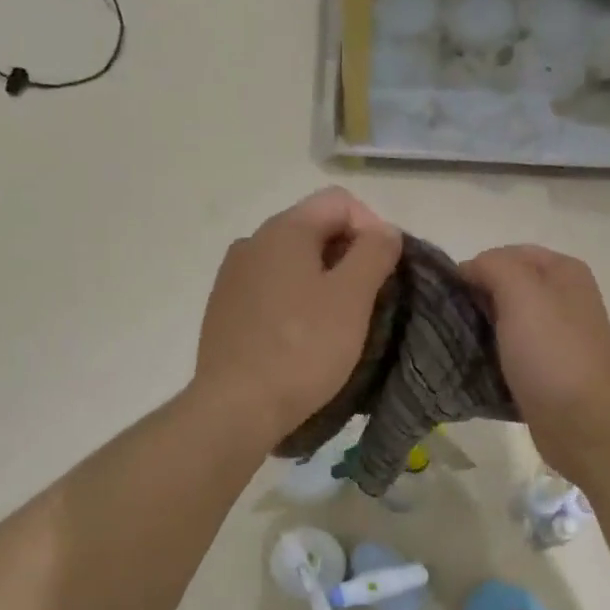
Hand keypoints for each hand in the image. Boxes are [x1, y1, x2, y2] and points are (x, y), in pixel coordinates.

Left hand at [193, 187, 401, 446]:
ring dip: (321, 284)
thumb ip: (375, 253)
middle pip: (313, 231)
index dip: (373, 229)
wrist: (236, 407)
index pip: (339, 202)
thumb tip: (383, 231)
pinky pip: (270, 294)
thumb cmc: (302, 349)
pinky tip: (301, 340)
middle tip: (369, 302)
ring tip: (337, 325)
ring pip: (291, 266)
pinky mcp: (223, 312)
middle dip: (348, 258)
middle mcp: (251, 243)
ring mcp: (231, 278)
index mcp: (283, 230)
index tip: (386, 272)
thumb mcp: (352, 298)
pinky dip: (294, 305)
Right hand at [461, 245, 609, 483]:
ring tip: (454, 345)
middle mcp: (563, 297)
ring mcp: (557, 335)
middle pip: (506, 286)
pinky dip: (491, 356)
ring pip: (505, 320)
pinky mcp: (546, 368)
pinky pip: (511, 351)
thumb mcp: (522, 294)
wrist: (585, 423)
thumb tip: (470, 269)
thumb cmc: (552, 354)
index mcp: (563, 271)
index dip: (475, 268)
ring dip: (480, 329)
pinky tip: (473, 368)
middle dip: (475, 299)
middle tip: (447, 322)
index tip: (448, 296)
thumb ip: (494, 267)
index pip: (506, 253)